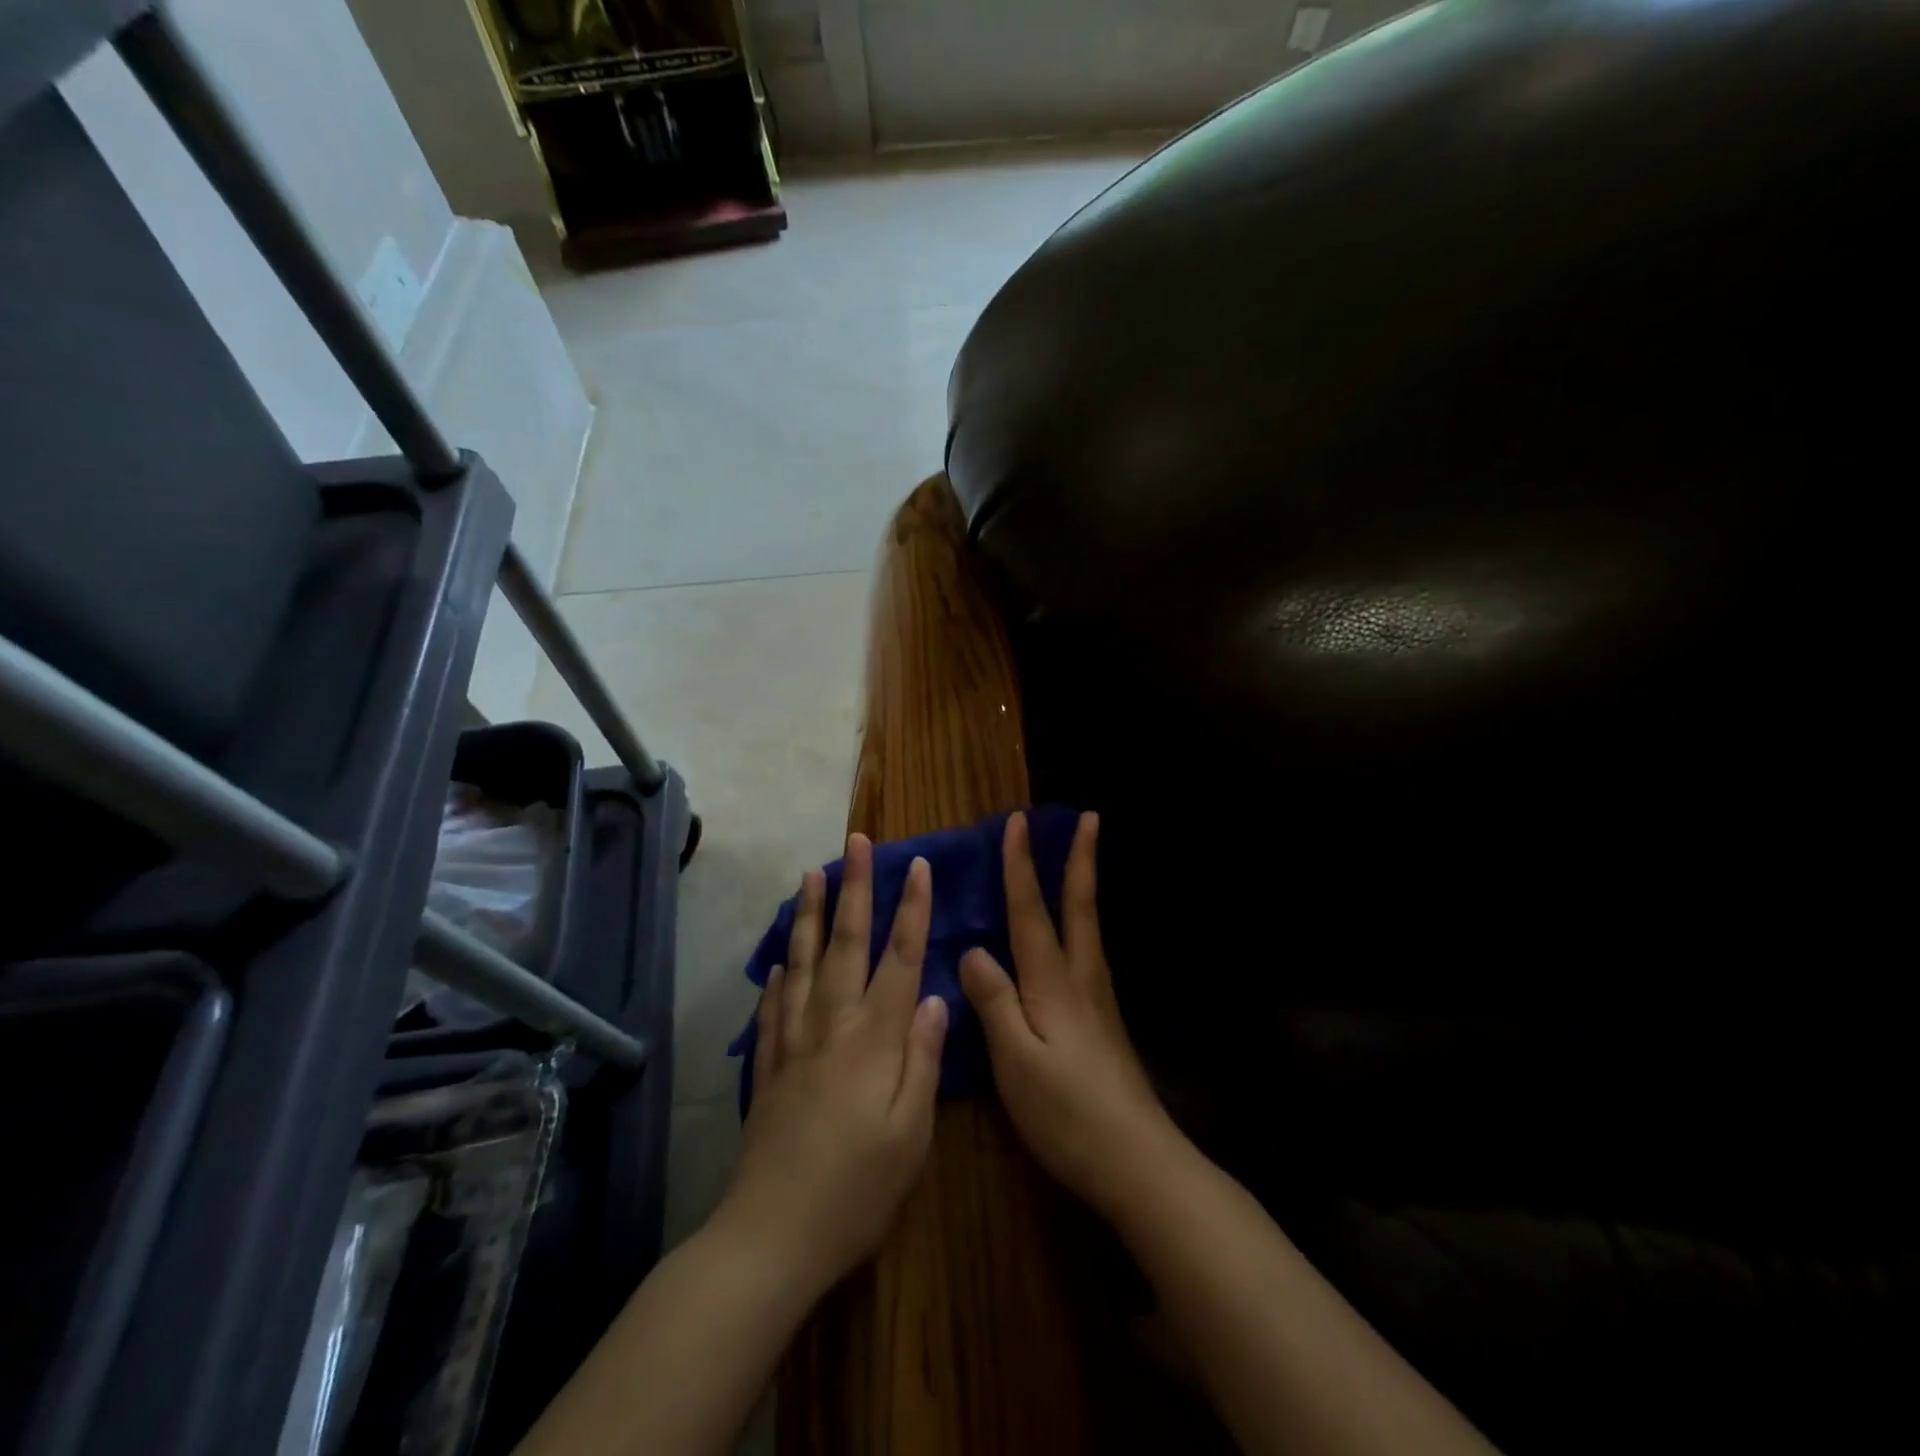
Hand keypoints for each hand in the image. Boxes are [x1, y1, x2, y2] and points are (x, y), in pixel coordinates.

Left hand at [717, 835, 948, 1298]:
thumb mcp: (911, 1133)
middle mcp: (832, 1025)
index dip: (912, 909)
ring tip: (809, 875)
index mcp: (874, 1038)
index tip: (917, 866)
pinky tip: (778, 963)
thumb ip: (924, 1060)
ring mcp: (793, 1043)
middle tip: (855, 844)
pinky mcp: (768, 1069)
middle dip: (854, 889)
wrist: (772, 1236)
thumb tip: (935, 999)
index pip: (899, 957)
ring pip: (803, 964)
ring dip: (808, 916)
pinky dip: (777, 979)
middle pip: (846, 943)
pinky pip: (772, 1010)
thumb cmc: (857, 1189)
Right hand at [960, 811, 1171, 1216]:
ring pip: (1087, 927)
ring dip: (1083, 885)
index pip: (1031, 911)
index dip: (1022, 866)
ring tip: (1080, 860)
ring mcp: (1098, 999)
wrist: (1137, 1161)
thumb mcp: (1017, 1061)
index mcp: (1053, 982)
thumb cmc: (1068, 1113)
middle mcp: (1080, 979)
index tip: (1018, 822)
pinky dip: (1081, 921)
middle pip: (1078, 907)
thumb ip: (995, 1002)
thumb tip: (973, 949)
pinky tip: (1074, 935)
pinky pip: (1087, 952)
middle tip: (1089, 819)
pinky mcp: (1104, 1021)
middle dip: (1080, 860)